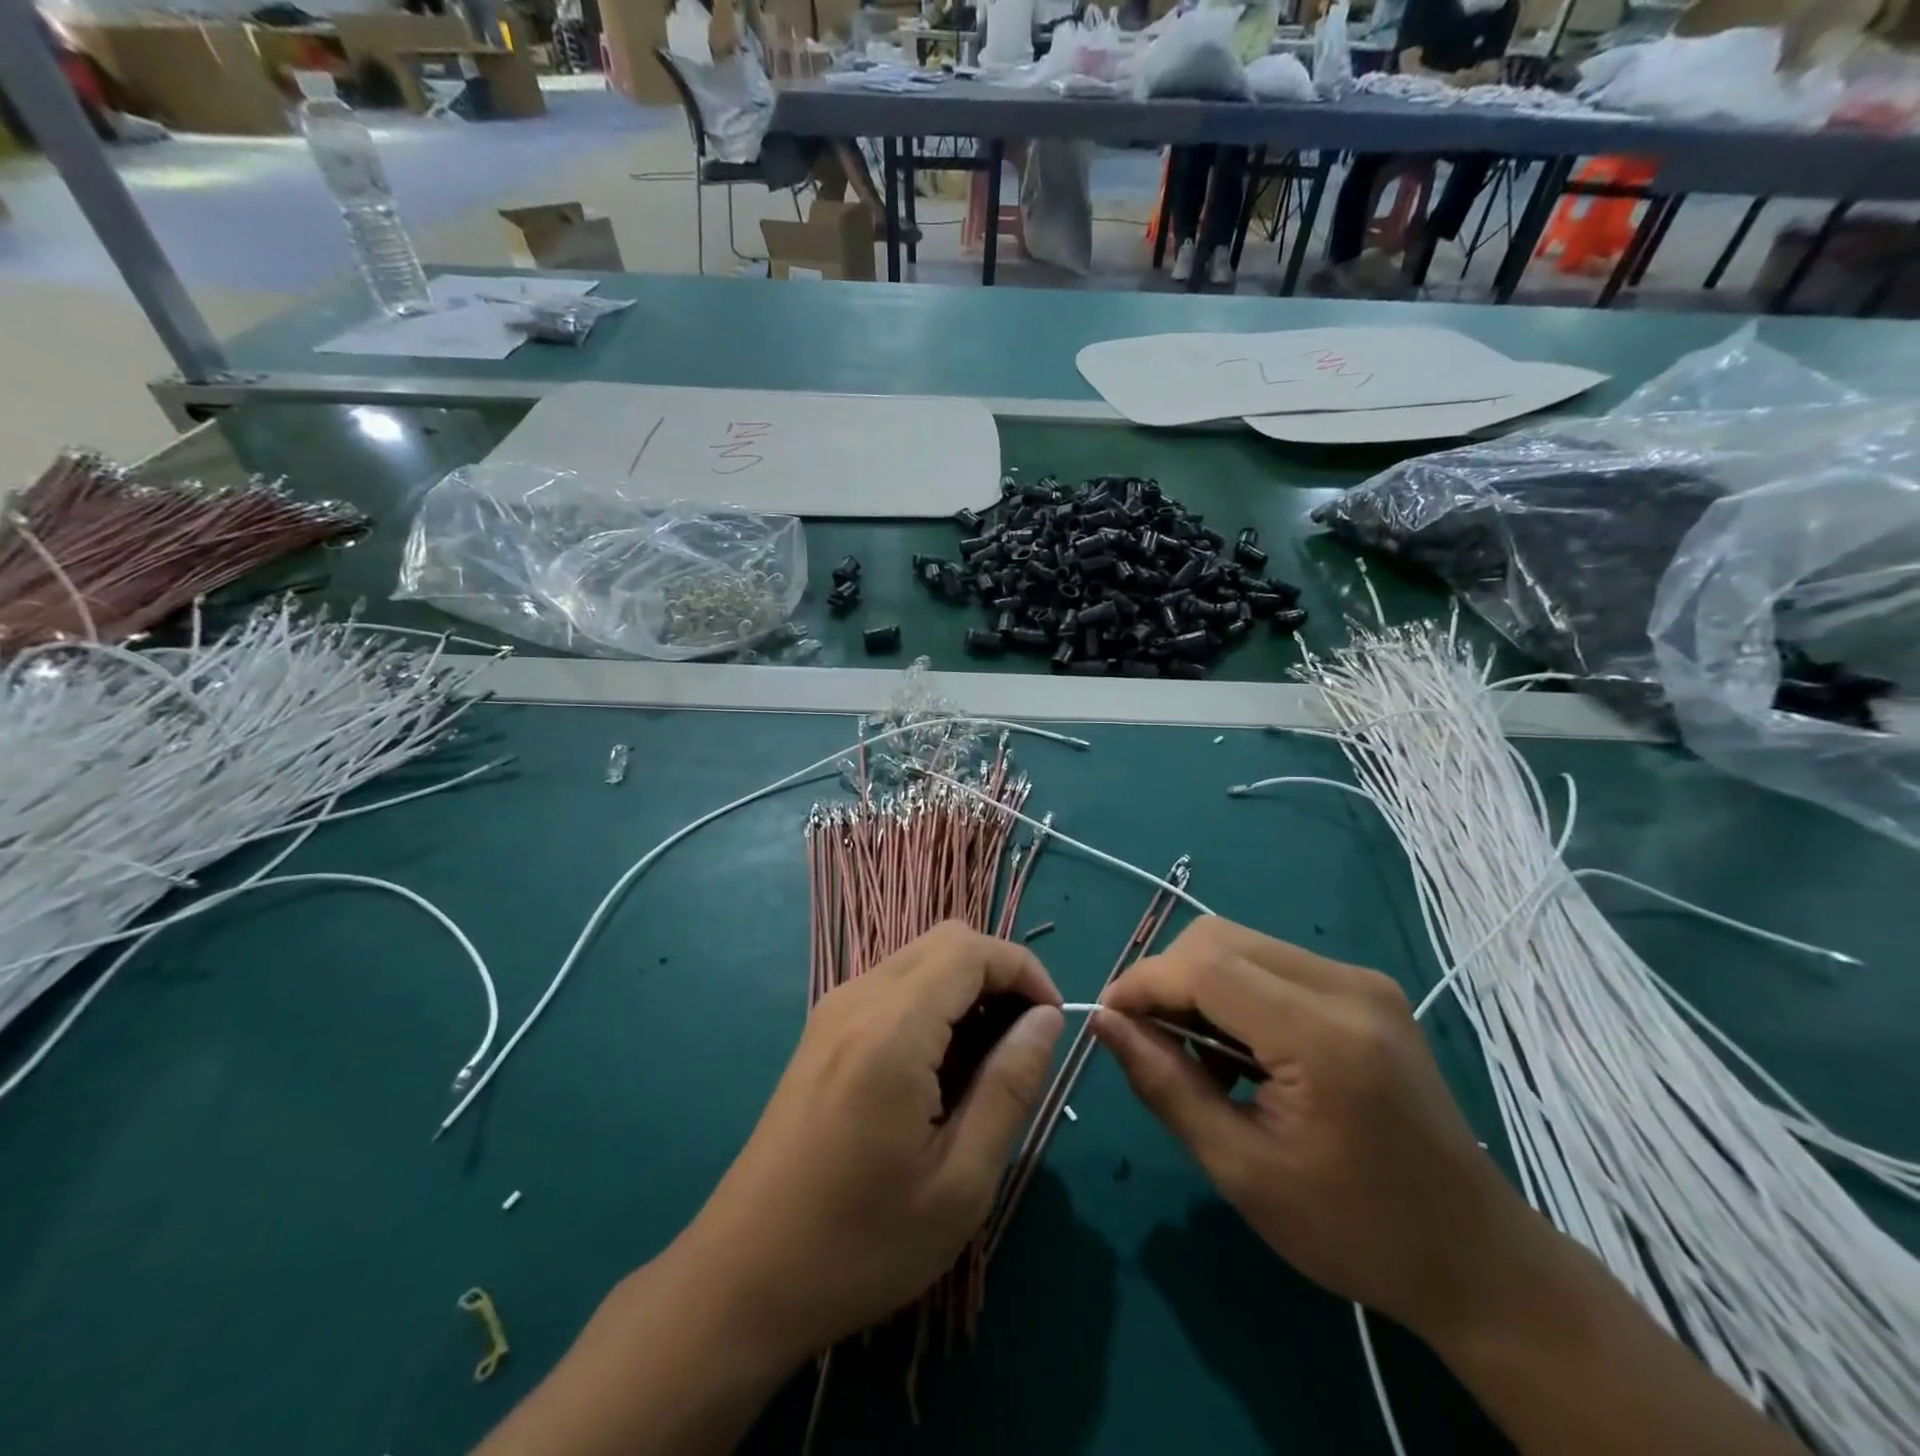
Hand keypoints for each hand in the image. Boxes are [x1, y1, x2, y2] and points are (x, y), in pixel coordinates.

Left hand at [676, 922, 1064, 1362]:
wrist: (744, 1276)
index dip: (1024, 969)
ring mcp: (834, 1010)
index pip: (972, 949)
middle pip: (946, 940)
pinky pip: (893, 986)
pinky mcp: (823, 1031)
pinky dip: (933, 1003)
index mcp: (892, 1028)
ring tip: (985, 1065)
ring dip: (965, 990)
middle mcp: (858, 998)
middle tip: (1022, 1044)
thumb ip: (1010, 1085)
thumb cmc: (860, 1243)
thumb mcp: (960, 1182)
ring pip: (919, 958)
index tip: (1052, 1023)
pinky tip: (939, 1071)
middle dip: (998, 975)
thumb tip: (1047, 1019)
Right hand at [1094, 917, 1527, 1340]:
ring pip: (1242, 942)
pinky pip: (1272, 962)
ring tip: (1198, 1055)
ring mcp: (1361, 980)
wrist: (1475, 1257)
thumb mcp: (1241, 1170)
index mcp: (1323, 1037)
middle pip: (1219, 938)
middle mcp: (1346, 986)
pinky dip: (1234, 990)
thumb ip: (1165, 1085)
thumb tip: (1104, 1021)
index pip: (1205, 966)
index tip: (1108, 1019)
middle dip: (1167, 979)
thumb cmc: (1354, 1231)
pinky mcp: (1365, 987)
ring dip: (1199, 984)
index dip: (1143, 982)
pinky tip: (1240, 1050)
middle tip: (1151, 1042)